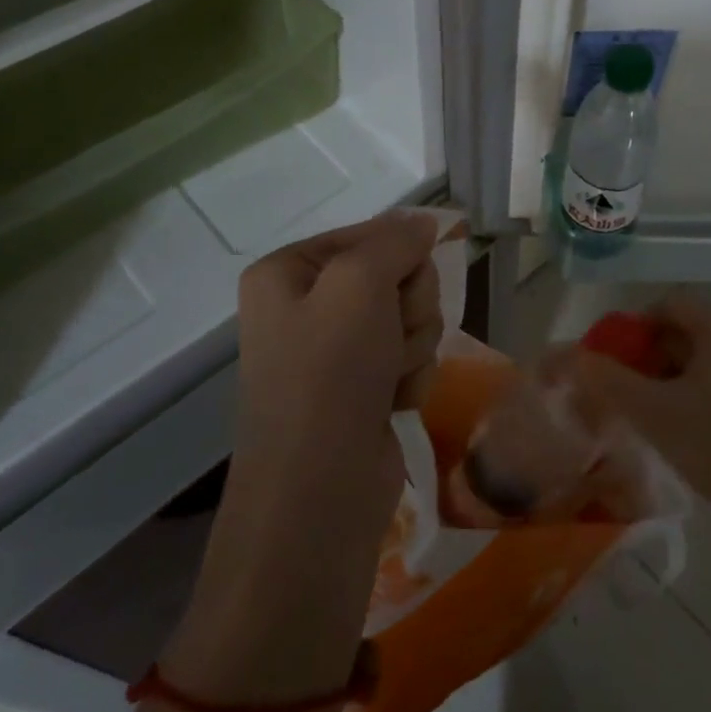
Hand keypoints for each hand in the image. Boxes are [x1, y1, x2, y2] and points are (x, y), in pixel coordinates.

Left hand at [227, 211, 442, 545]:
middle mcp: (307, 306)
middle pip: (395, 275)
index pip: (368, 234)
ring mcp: (336, 350)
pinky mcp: (364, 387)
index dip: (399, 255)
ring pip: (411, 317)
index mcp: (288, 272)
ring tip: (388, 378)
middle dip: (408, 306)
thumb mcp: (358, 285)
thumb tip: (423, 222)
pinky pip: (411, 356)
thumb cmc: (329, 373)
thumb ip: (395, 241)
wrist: (320, 488)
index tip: (408, 280)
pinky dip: (411, 377)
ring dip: (413, 345)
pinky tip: (394, 402)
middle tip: (390, 336)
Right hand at [560, 294, 710, 512]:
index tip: (615, 360)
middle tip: (630, 387)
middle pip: (688, 326)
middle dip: (652, 352)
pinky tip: (685, 416)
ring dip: (673, 369)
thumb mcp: (654, 413)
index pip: (669, 305)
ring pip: (705, 350)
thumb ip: (608, 379)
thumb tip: (570, 355)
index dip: (634, 328)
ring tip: (653, 405)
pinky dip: (699, 382)